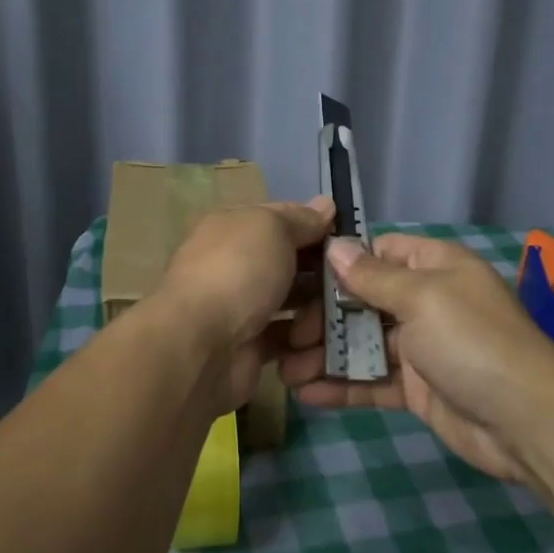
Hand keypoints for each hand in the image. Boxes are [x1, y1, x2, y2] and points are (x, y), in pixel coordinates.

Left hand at [152, 198, 333, 415]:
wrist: (200, 347)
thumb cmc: (237, 273)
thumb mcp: (271, 228)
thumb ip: (301, 219)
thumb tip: (326, 205)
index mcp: (234, 229)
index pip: (283, 219)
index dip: (316, 227)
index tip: (351, 243)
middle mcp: (237, 265)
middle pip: (293, 264)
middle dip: (324, 275)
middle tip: (354, 287)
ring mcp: (243, 308)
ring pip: (295, 304)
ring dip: (318, 313)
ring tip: (338, 321)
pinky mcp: (251, 347)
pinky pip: (289, 341)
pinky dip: (306, 346)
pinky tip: (321, 347)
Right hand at [278, 234, 553, 484]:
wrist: (527, 422)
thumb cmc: (471, 341)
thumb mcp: (422, 297)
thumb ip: (373, 276)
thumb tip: (336, 247)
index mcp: (436, 267)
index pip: (381, 252)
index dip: (342, 262)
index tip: (299, 275)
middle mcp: (428, 302)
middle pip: (365, 300)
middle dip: (324, 317)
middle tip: (286, 334)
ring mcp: (423, 348)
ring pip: (364, 344)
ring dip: (326, 355)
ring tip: (284, 370)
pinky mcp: (418, 389)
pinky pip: (374, 381)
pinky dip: (343, 386)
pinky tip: (307, 393)